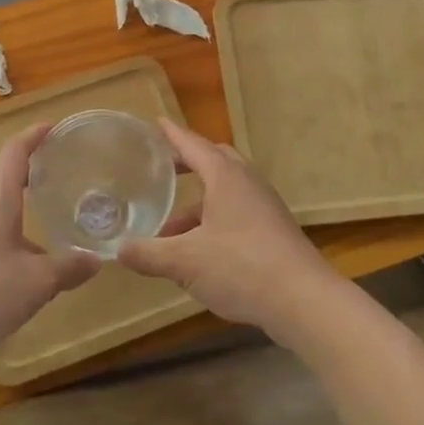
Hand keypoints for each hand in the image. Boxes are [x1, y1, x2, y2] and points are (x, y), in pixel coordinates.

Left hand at [0, 123, 99, 365]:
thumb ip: (67, 269)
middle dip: (24, 165)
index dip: (35, 136)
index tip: (54, 127)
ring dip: (10, 196)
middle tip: (53, 169)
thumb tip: (96, 261)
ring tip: (37, 210)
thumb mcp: (35, 283)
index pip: (16, 151)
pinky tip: (13, 253)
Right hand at [118, 121, 349, 345]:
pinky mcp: (274, 231)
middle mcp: (247, 183)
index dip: (172, 135)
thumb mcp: (185, 262)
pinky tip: (198, 251)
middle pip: (215, 161)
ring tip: (169, 229)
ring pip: (225, 192)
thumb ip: (149, 254)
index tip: (157, 123)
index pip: (193, 145)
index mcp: (225, 177)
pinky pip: (237, 213)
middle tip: (163, 170)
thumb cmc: (242, 268)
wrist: (304, 301)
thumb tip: (119, 250)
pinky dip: (213, 221)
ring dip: (197, 203)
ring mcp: (265, 207)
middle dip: (187, 163)